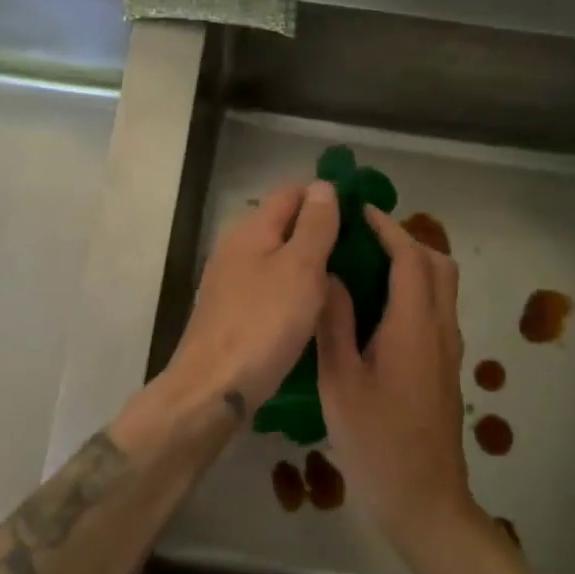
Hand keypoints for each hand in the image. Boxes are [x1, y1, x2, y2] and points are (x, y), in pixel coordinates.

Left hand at [165, 181, 341, 415]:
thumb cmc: (263, 324)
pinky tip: (314, 307)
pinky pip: (270, 286)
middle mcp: (235, 247)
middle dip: (319, 229)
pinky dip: (293, 288)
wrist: (213, 388)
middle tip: (361, 249)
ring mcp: (230, 281)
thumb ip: (314, 225)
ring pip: (277, 257)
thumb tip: (323, 185)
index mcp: (251, 228)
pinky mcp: (231, 311)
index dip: (325, 196)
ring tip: (346, 277)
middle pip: (282, 224)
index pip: (291, 192)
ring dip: (308, 262)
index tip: (361, 213)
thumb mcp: (300, 269)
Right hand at [317, 206, 479, 550]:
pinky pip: (435, 309)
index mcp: (414, 326)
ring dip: (412, 262)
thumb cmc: (376, 441)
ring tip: (365, 263)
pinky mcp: (444, 367)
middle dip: (405, 239)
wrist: (424, 501)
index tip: (359, 210)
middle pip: (438, 264)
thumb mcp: (341, 381)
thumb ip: (335, 322)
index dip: (388, 228)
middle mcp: (440, 329)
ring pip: (441, 287)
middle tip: (362, 235)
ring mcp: (447, 350)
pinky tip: (375, 306)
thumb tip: (330, 275)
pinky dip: (413, 288)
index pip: (410, 258)